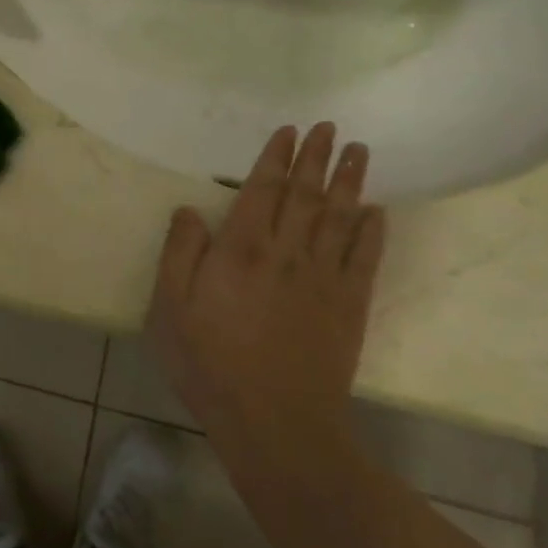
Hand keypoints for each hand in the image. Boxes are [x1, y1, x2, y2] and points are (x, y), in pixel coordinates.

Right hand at [148, 123, 385, 453]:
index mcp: (241, 249)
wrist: (274, 421)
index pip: (262, 189)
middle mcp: (286, 252)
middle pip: (304, 194)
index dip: (275, 158)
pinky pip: (365, 258)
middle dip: (315, 157)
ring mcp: (323, 278)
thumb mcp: (170, 308)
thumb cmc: (210, 362)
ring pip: (339, 217)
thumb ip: (179, 253)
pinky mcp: (349, 306)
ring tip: (357, 150)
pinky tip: (377, 211)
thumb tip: (190, 209)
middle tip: (328, 126)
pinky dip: (373, 231)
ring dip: (348, 181)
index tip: (289, 131)